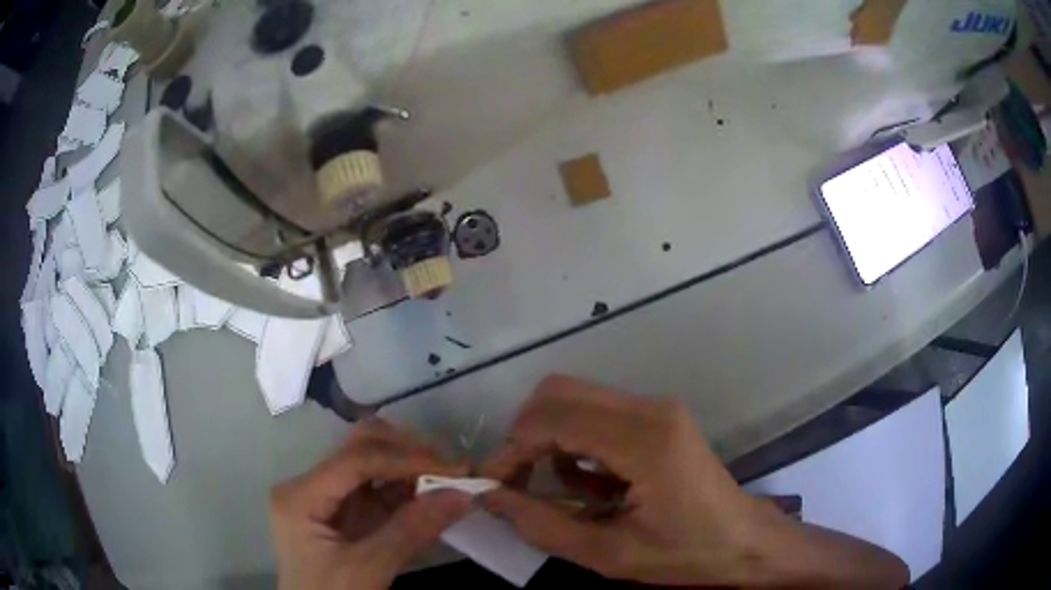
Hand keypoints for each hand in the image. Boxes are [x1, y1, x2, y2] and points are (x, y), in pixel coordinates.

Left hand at [270, 419, 471, 589]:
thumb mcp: (368, 570)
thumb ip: (410, 531)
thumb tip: (462, 496)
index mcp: (300, 496)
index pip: (355, 460)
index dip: (406, 459)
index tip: (454, 470)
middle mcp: (309, 487)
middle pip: (359, 448)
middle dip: (408, 453)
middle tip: (452, 470)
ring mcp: (326, 499)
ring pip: (371, 464)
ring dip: (411, 468)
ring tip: (450, 480)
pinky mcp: (344, 514)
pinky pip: (377, 490)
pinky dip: (407, 490)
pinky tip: (433, 496)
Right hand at [480, 375, 908, 587]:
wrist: (746, 543)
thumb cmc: (687, 555)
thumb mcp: (610, 554)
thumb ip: (544, 525)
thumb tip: (491, 498)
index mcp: (644, 440)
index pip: (552, 418)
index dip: (510, 448)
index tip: (493, 484)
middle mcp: (649, 409)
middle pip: (558, 393)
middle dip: (524, 436)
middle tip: (516, 483)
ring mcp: (656, 409)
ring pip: (575, 399)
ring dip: (549, 440)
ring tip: (557, 491)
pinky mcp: (658, 418)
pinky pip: (597, 414)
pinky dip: (575, 442)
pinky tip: (588, 484)